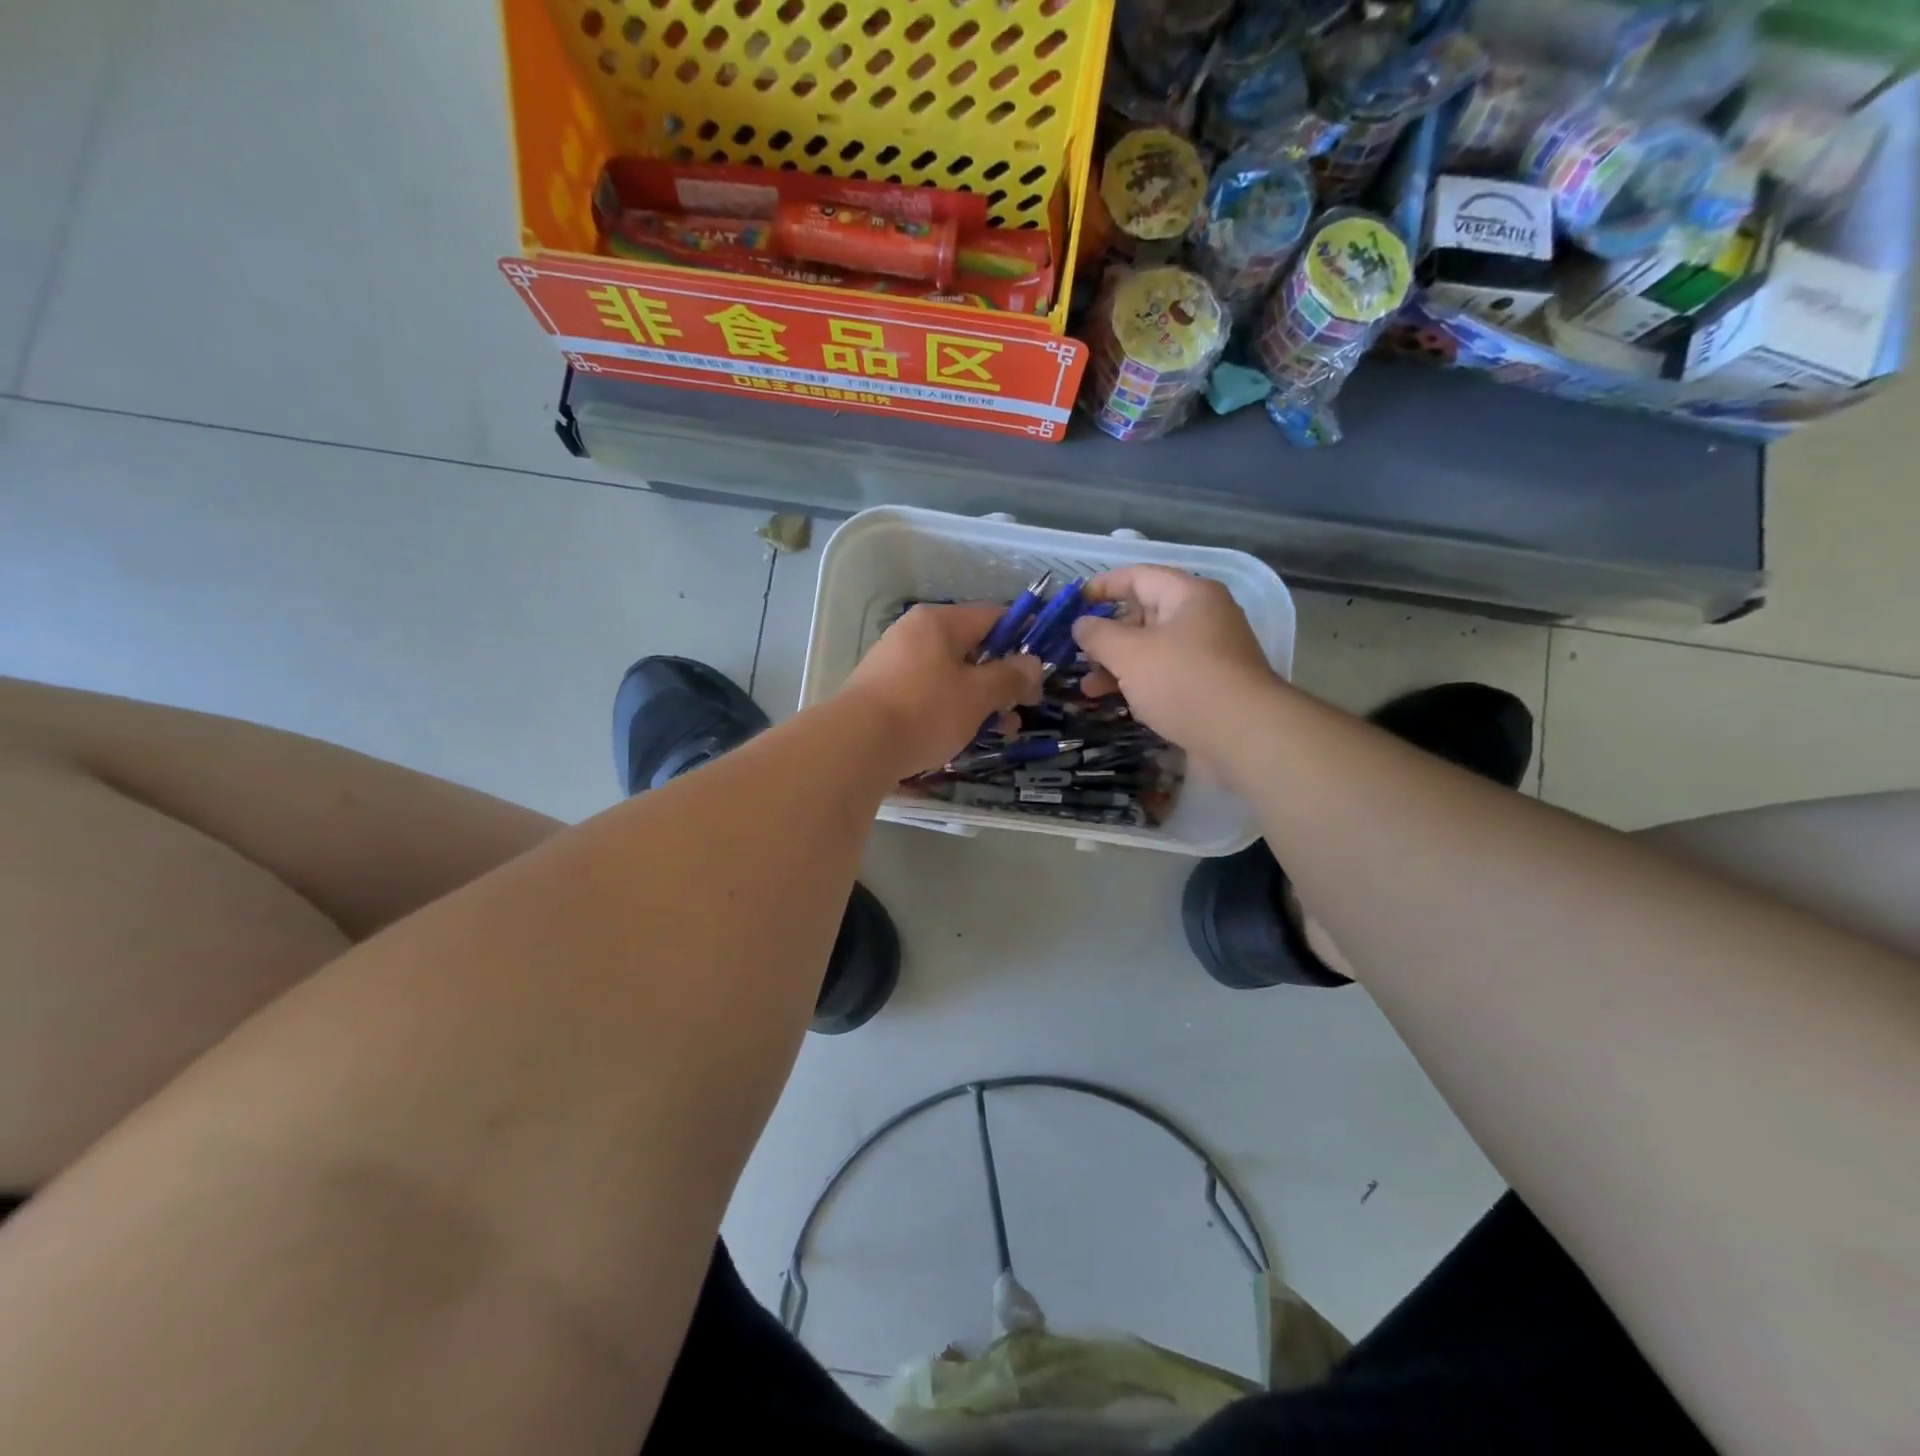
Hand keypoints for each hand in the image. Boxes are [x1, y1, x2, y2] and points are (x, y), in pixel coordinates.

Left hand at [840, 604, 1043, 778]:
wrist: (855, 745)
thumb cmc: (924, 710)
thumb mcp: (978, 694)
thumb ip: (1010, 676)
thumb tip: (1032, 664)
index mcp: (938, 622)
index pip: (993, 616)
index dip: (1024, 637)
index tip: (1043, 665)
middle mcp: (914, 634)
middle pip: (972, 649)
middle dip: (1002, 680)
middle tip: (1021, 709)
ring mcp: (895, 663)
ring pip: (951, 676)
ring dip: (980, 701)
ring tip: (1000, 732)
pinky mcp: (883, 693)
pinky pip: (929, 694)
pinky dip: (951, 711)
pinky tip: (962, 737)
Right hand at [1072, 566, 1279, 765]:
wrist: (1244, 737)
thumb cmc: (1183, 682)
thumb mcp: (1130, 653)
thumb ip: (1098, 634)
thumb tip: (1081, 625)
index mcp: (1189, 596)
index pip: (1139, 576)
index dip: (1103, 586)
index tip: (1073, 603)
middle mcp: (1202, 619)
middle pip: (1144, 615)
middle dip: (1107, 634)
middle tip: (1075, 652)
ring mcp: (1207, 655)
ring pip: (1152, 650)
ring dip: (1117, 665)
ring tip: (1087, 687)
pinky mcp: (1207, 688)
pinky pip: (1164, 676)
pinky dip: (1138, 684)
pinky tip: (1115, 701)